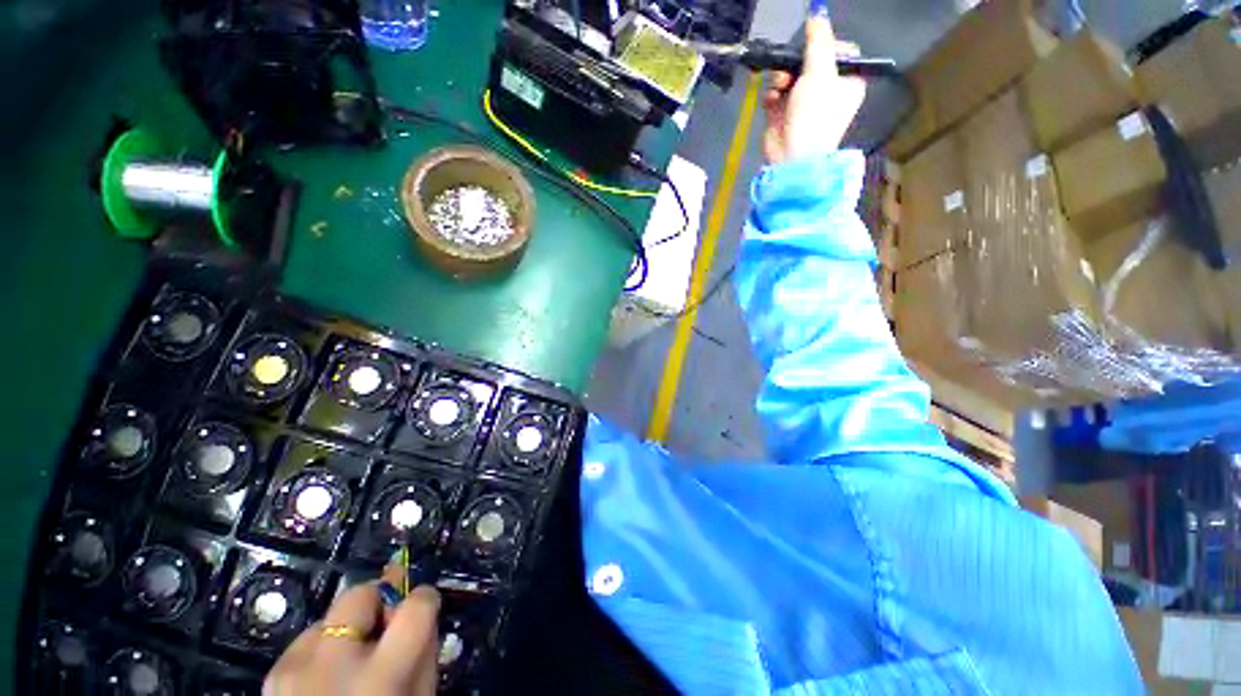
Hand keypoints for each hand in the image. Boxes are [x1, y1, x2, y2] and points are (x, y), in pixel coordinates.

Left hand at [264, 562, 440, 695]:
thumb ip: (424, 650)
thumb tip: (421, 605)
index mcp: (380, 680)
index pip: (415, 608)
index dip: (424, 597)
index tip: (424, 601)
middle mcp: (332, 666)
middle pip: (360, 594)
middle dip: (378, 598)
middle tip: (384, 622)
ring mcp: (294, 670)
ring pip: (330, 616)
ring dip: (348, 629)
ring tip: (350, 662)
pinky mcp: (271, 676)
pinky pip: (307, 640)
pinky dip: (323, 649)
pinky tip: (325, 678)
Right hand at [762, 16, 866, 164]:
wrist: (792, 157)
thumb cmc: (814, 116)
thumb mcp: (820, 72)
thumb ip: (818, 41)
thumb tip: (818, 11)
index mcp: (847, 81)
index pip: (839, 50)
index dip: (824, 45)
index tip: (812, 49)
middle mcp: (828, 90)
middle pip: (810, 61)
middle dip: (796, 64)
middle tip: (791, 70)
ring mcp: (804, 103)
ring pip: (790, 76)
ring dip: (781, 79)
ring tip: (779, 88)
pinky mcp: (785, 114)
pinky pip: (777, 94)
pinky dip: (773, 95)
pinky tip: (772, 101)